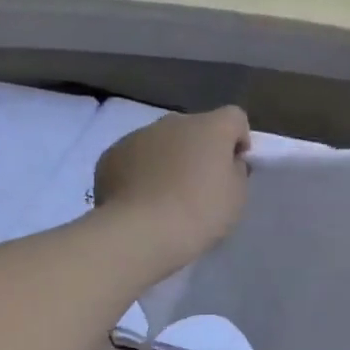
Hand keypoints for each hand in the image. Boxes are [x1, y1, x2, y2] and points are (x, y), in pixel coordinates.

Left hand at [95, 106, 250, 268]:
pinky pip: (135, 157)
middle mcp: (174, 122)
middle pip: (195, 128)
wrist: (140, 233)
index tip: (234, 167)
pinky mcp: (111, 155)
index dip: (238, 140)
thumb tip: (227, 162)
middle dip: (200, 150)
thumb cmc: (199, 213)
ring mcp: (138, 135)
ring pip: (162, 141)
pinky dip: (141, 172)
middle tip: (200, 185)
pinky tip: (141, 200)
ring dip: (169, 159)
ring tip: (166, 196)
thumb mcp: (237, 196)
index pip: (235, 117)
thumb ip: (236, 171)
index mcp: (210, 127)